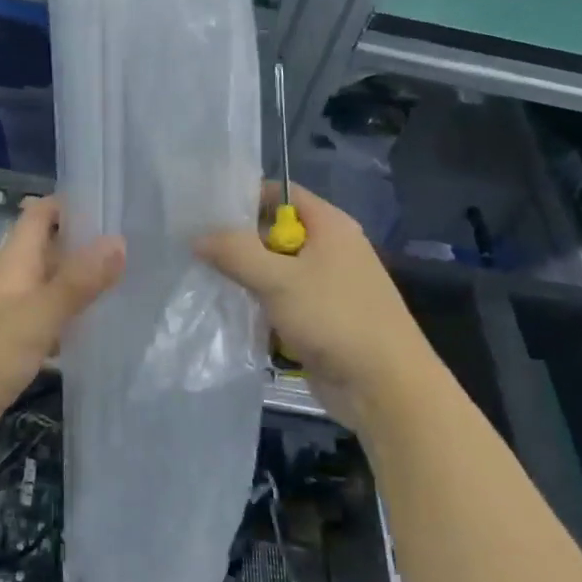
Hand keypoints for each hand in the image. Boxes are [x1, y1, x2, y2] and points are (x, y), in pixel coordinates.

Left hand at [0, 196, 123, 438]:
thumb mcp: (36, 317)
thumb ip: (76, 282)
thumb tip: (119, 240)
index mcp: (12, 266)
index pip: (39, 216)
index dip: (70, 204)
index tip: (113, 200)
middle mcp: (9, 285)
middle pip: (46, 250)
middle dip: (83, 244)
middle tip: (135, 244)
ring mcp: (6, 319)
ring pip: (47, 288)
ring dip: (79, 283)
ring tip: (127, 283)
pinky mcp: (8, 351)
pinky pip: (44, 324)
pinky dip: (68, 321)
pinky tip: (94, 332)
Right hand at [195, 183, 433, 429]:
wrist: (384, 387)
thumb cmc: (335, 319)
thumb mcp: (278, 280)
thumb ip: (236, 253)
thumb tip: (198, 237)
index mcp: (330, 226)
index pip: (282, 194)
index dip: (246, 198)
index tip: (206, 214)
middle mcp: (331, 250)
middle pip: (275, 234)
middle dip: (239, 245)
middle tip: (198, 252)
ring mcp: (327, 287)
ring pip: (275, 272)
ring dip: (247, 281)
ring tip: (207, 285)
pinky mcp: (321, 320)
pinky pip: (282, 304)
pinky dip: (261, 309)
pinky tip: (232, 317)